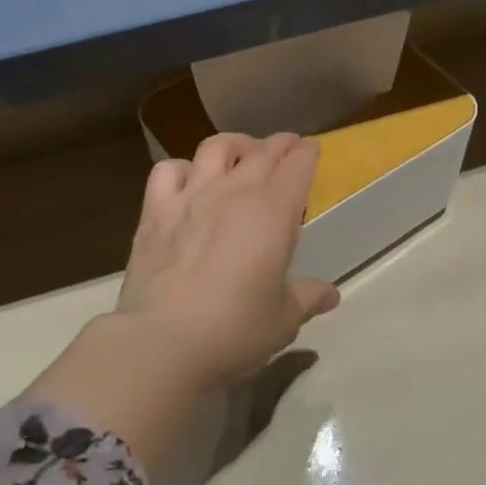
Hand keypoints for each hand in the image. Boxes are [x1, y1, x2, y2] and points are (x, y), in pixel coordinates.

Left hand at [113, 132, 340, 391]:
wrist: (163, 340)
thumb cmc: (235, 330)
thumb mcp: (283, 320)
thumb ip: (307, 299)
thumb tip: (330, 294)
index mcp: (273, 212)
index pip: (297, 166)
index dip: (306, 153)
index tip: (311, 149)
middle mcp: (234, 191)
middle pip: (261, 151)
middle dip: (279, 144)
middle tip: (286, 146)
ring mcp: (191, 196)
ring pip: (215, 147)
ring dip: (235, 144)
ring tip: (241, 152)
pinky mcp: (155, 210)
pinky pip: (168, 170)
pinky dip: (182, 168)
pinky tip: (187, 179)